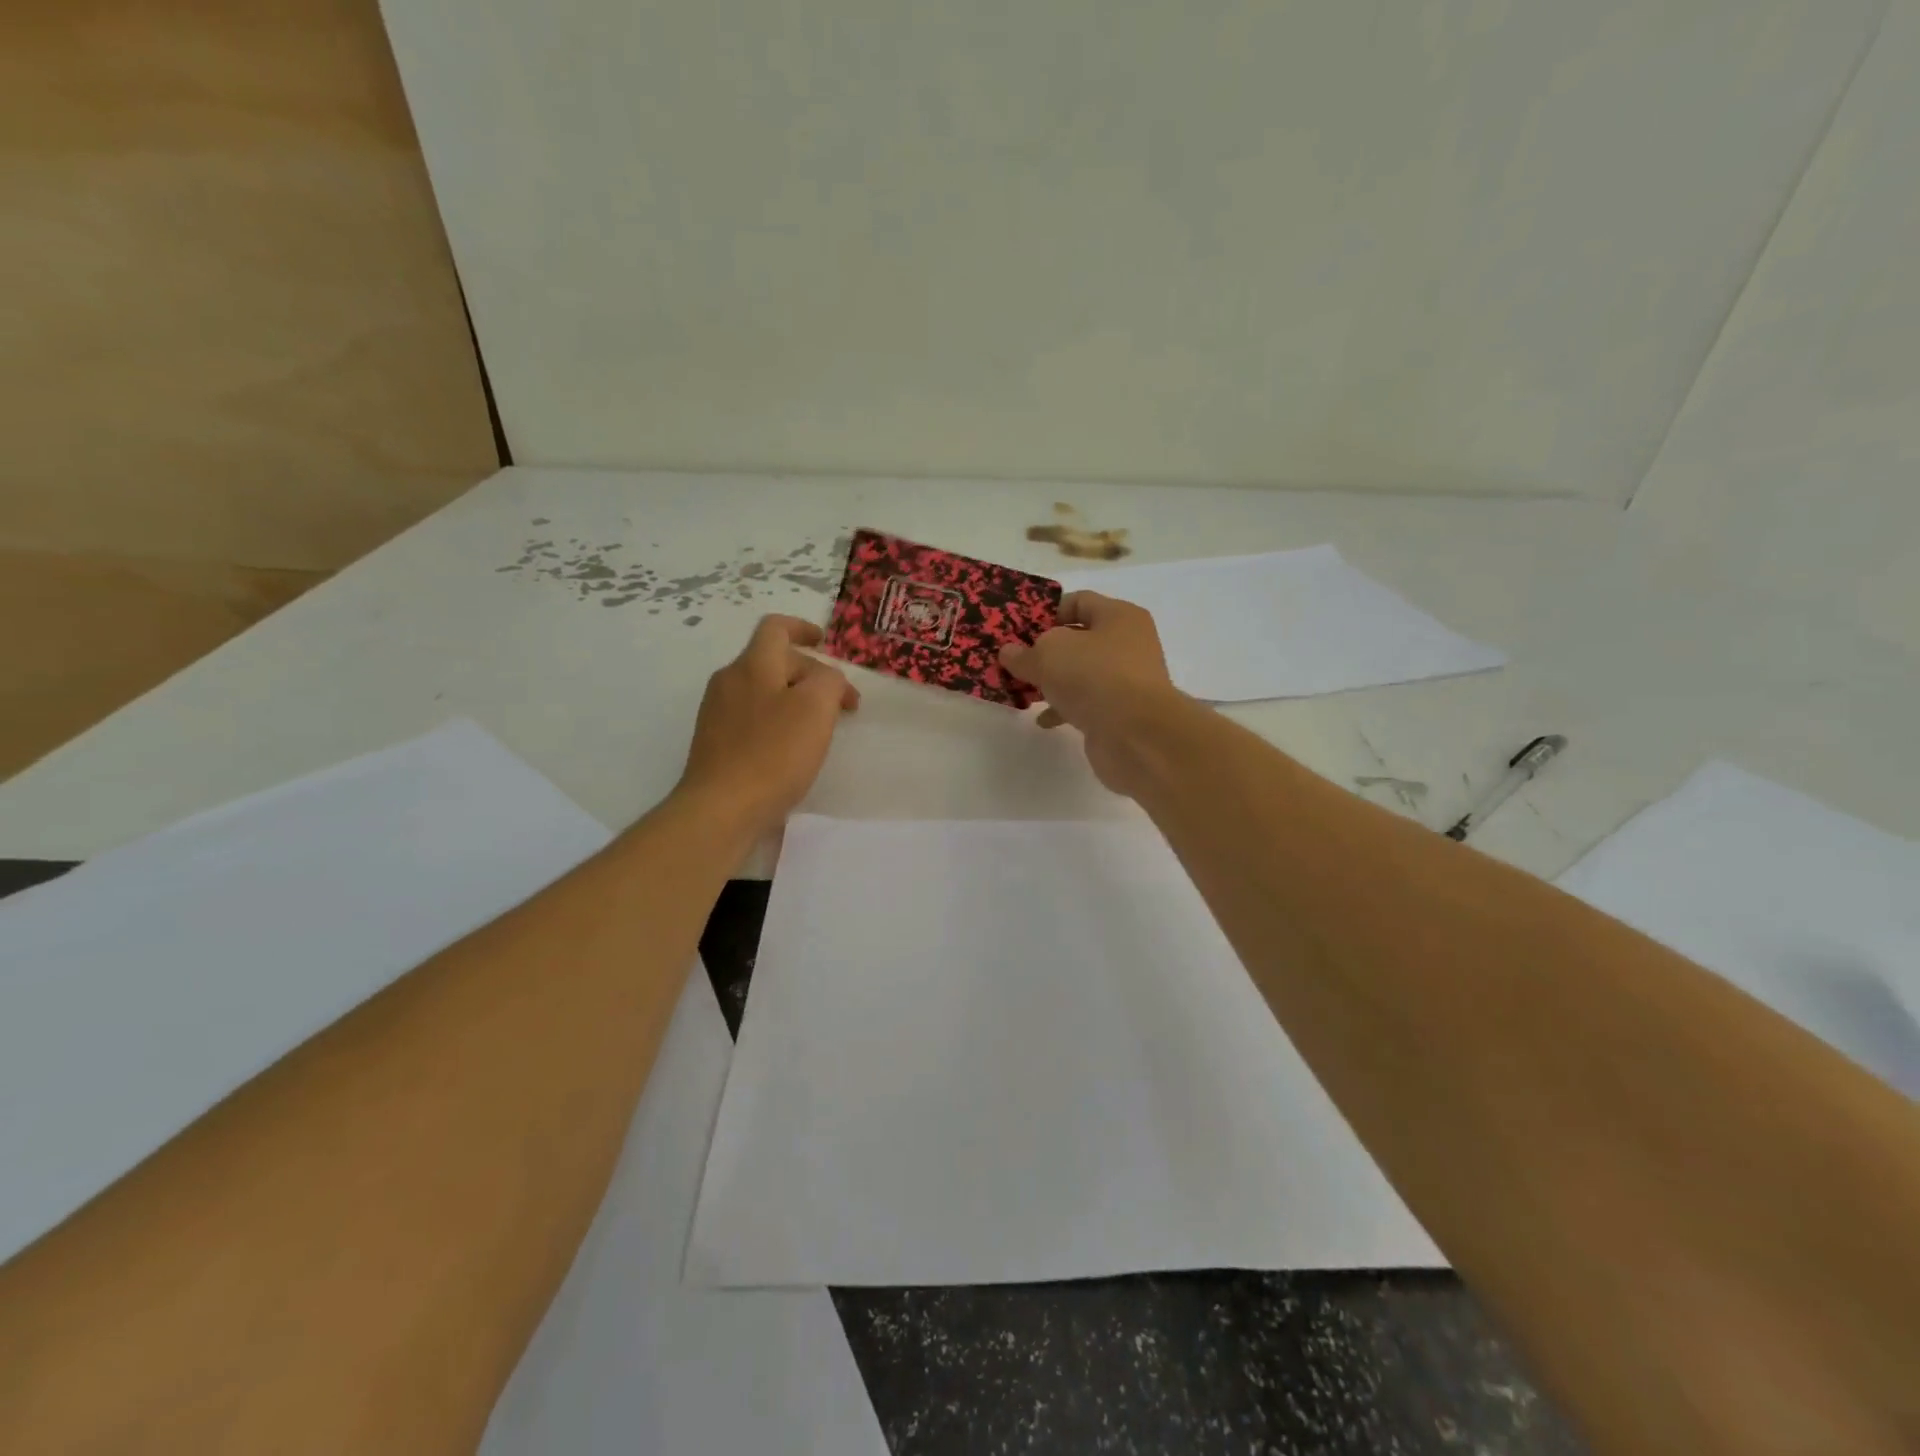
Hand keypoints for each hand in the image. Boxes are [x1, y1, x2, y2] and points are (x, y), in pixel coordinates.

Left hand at [676, 616, 858, 834]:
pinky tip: (791, 750)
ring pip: (763, 690)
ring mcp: (717, 713)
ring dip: (795, 699)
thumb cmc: (773, 754)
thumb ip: (829, 681)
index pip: (775, 628)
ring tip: (820, 727)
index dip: (802, 628)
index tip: (824, 642)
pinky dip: (777, 721)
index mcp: (752, 665)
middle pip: (773, 661)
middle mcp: (729, 681)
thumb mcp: (816, 708)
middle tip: (842, 704)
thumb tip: (826, 679)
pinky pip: (752, 717)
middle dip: (811, 674)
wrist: (720, 809)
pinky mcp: (715, 742)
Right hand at [999, 592, 1183, 794]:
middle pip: (1078, 639)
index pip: (1078, 601)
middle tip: (1014, 660)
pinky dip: (1063, 708)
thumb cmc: (1094, 677)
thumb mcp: (1048, 654)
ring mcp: (1125, 680)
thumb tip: (1009, 652)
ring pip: (1080, 673)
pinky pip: (1085, 703)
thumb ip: (1024, 652)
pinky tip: (1043, 719)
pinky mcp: (1120, 713)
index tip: (1018, 629)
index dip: (1046, 612)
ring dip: (1052, 681)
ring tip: (1022, 689)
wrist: (1136, 736)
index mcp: (1119, 616)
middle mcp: (1127, 644)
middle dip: (1044, 650)